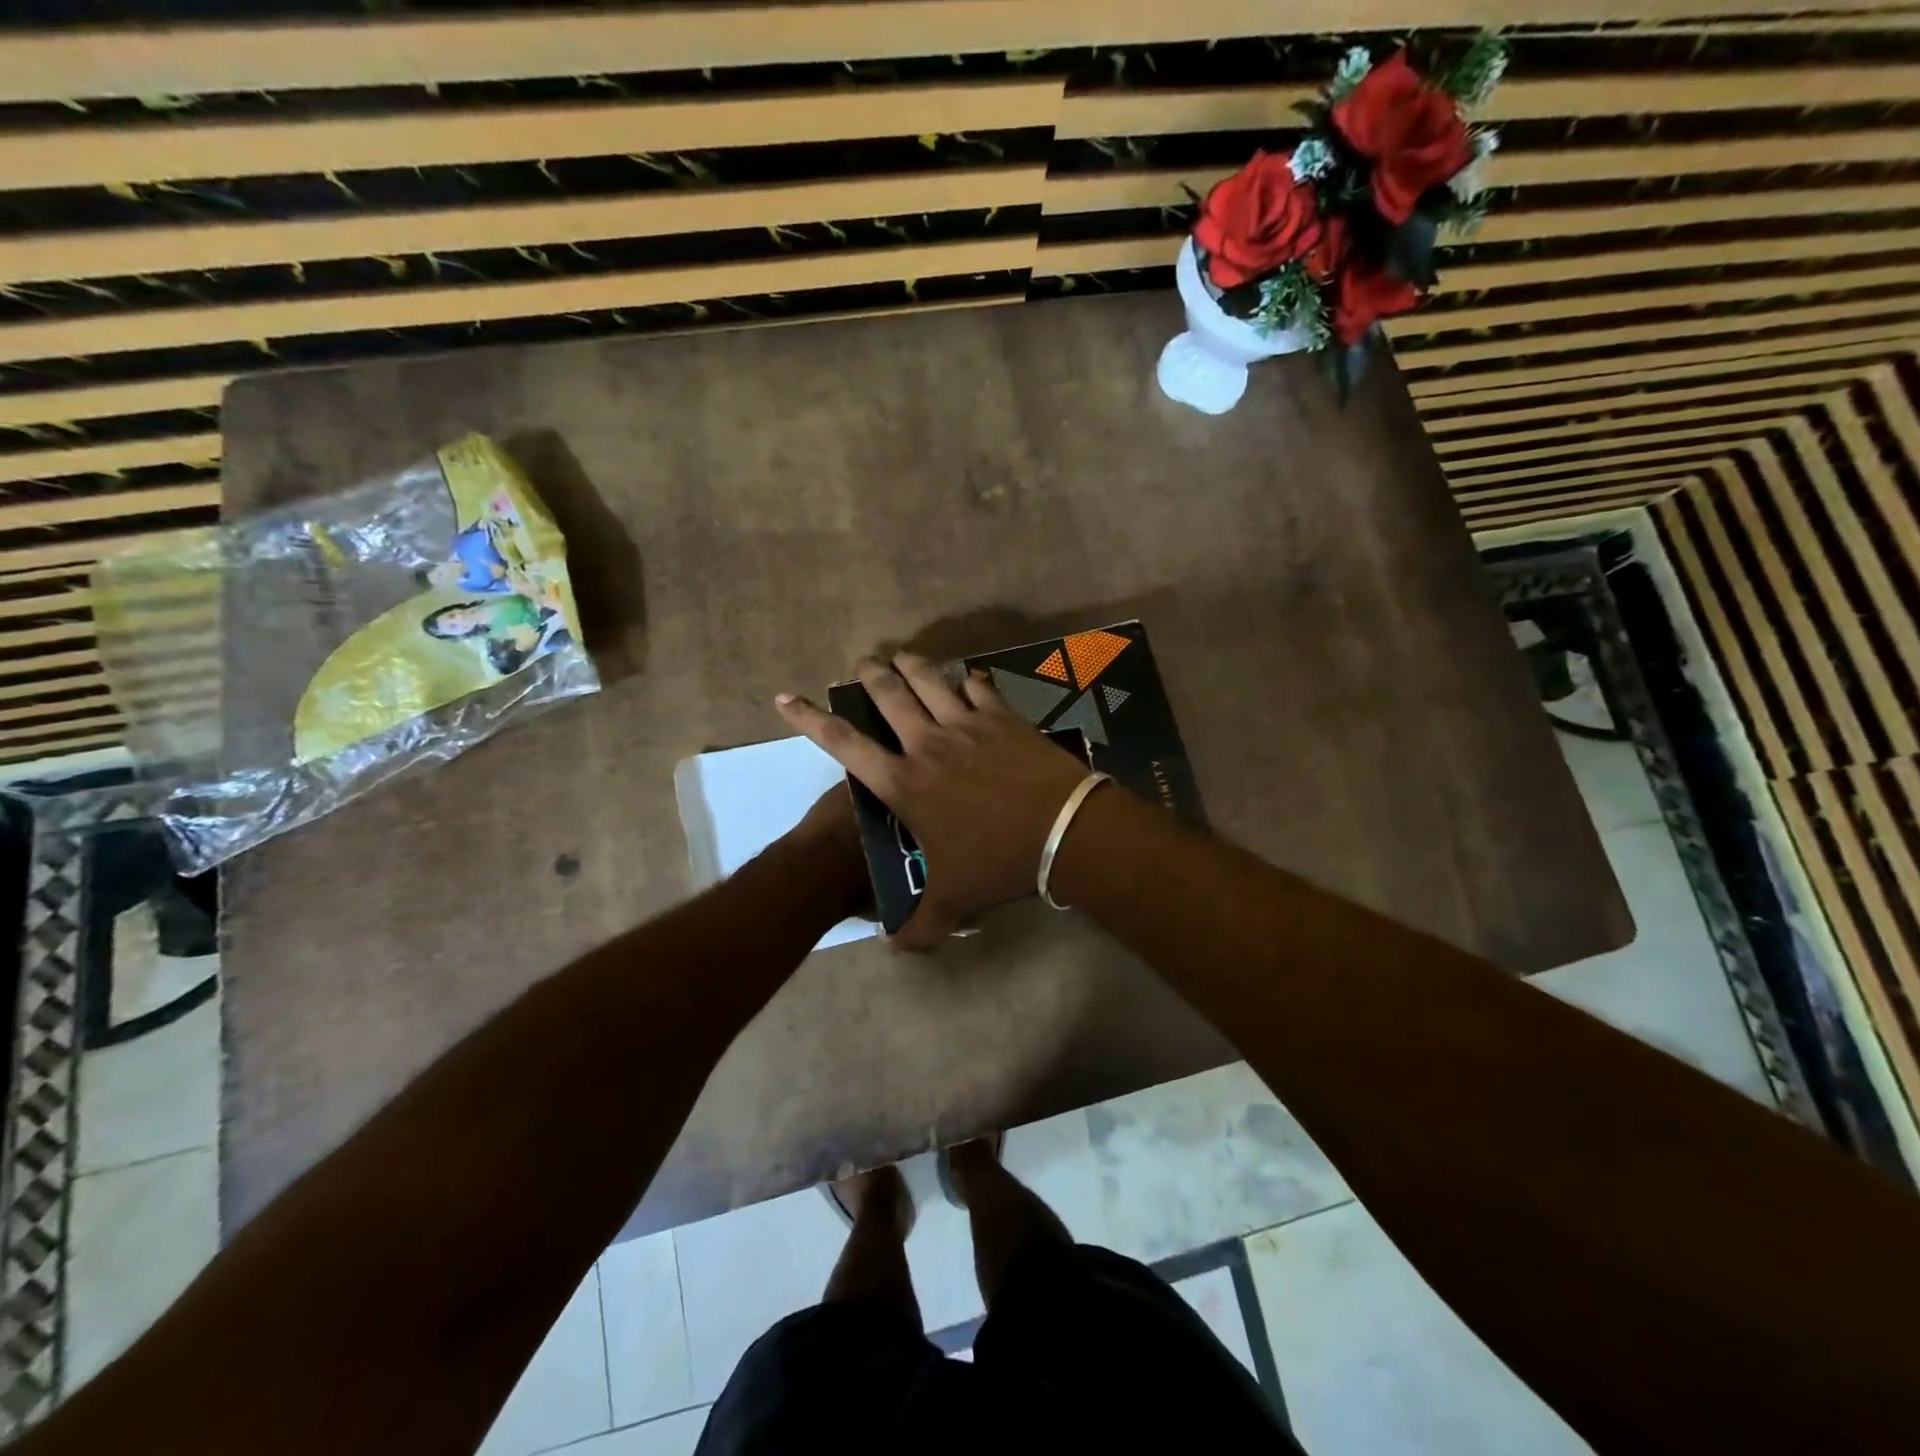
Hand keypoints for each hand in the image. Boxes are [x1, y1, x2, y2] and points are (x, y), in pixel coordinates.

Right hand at [776, 653, 1091, 948]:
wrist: (1063, 831)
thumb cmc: (999, 862)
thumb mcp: (955, 900)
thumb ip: (922, 927)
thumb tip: (897, 950)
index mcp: (904, 783)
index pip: (844, 743)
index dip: (809, 719)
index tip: (785, 698)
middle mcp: (928, 743)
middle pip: (888, 694)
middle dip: (869, 674)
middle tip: (863, 664)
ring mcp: (967, 724)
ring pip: (929, 679)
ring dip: (911, 664)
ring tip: (901, 656)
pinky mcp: (1002, 716)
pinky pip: (979, 687)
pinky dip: (970, 679)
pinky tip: (969, 677)